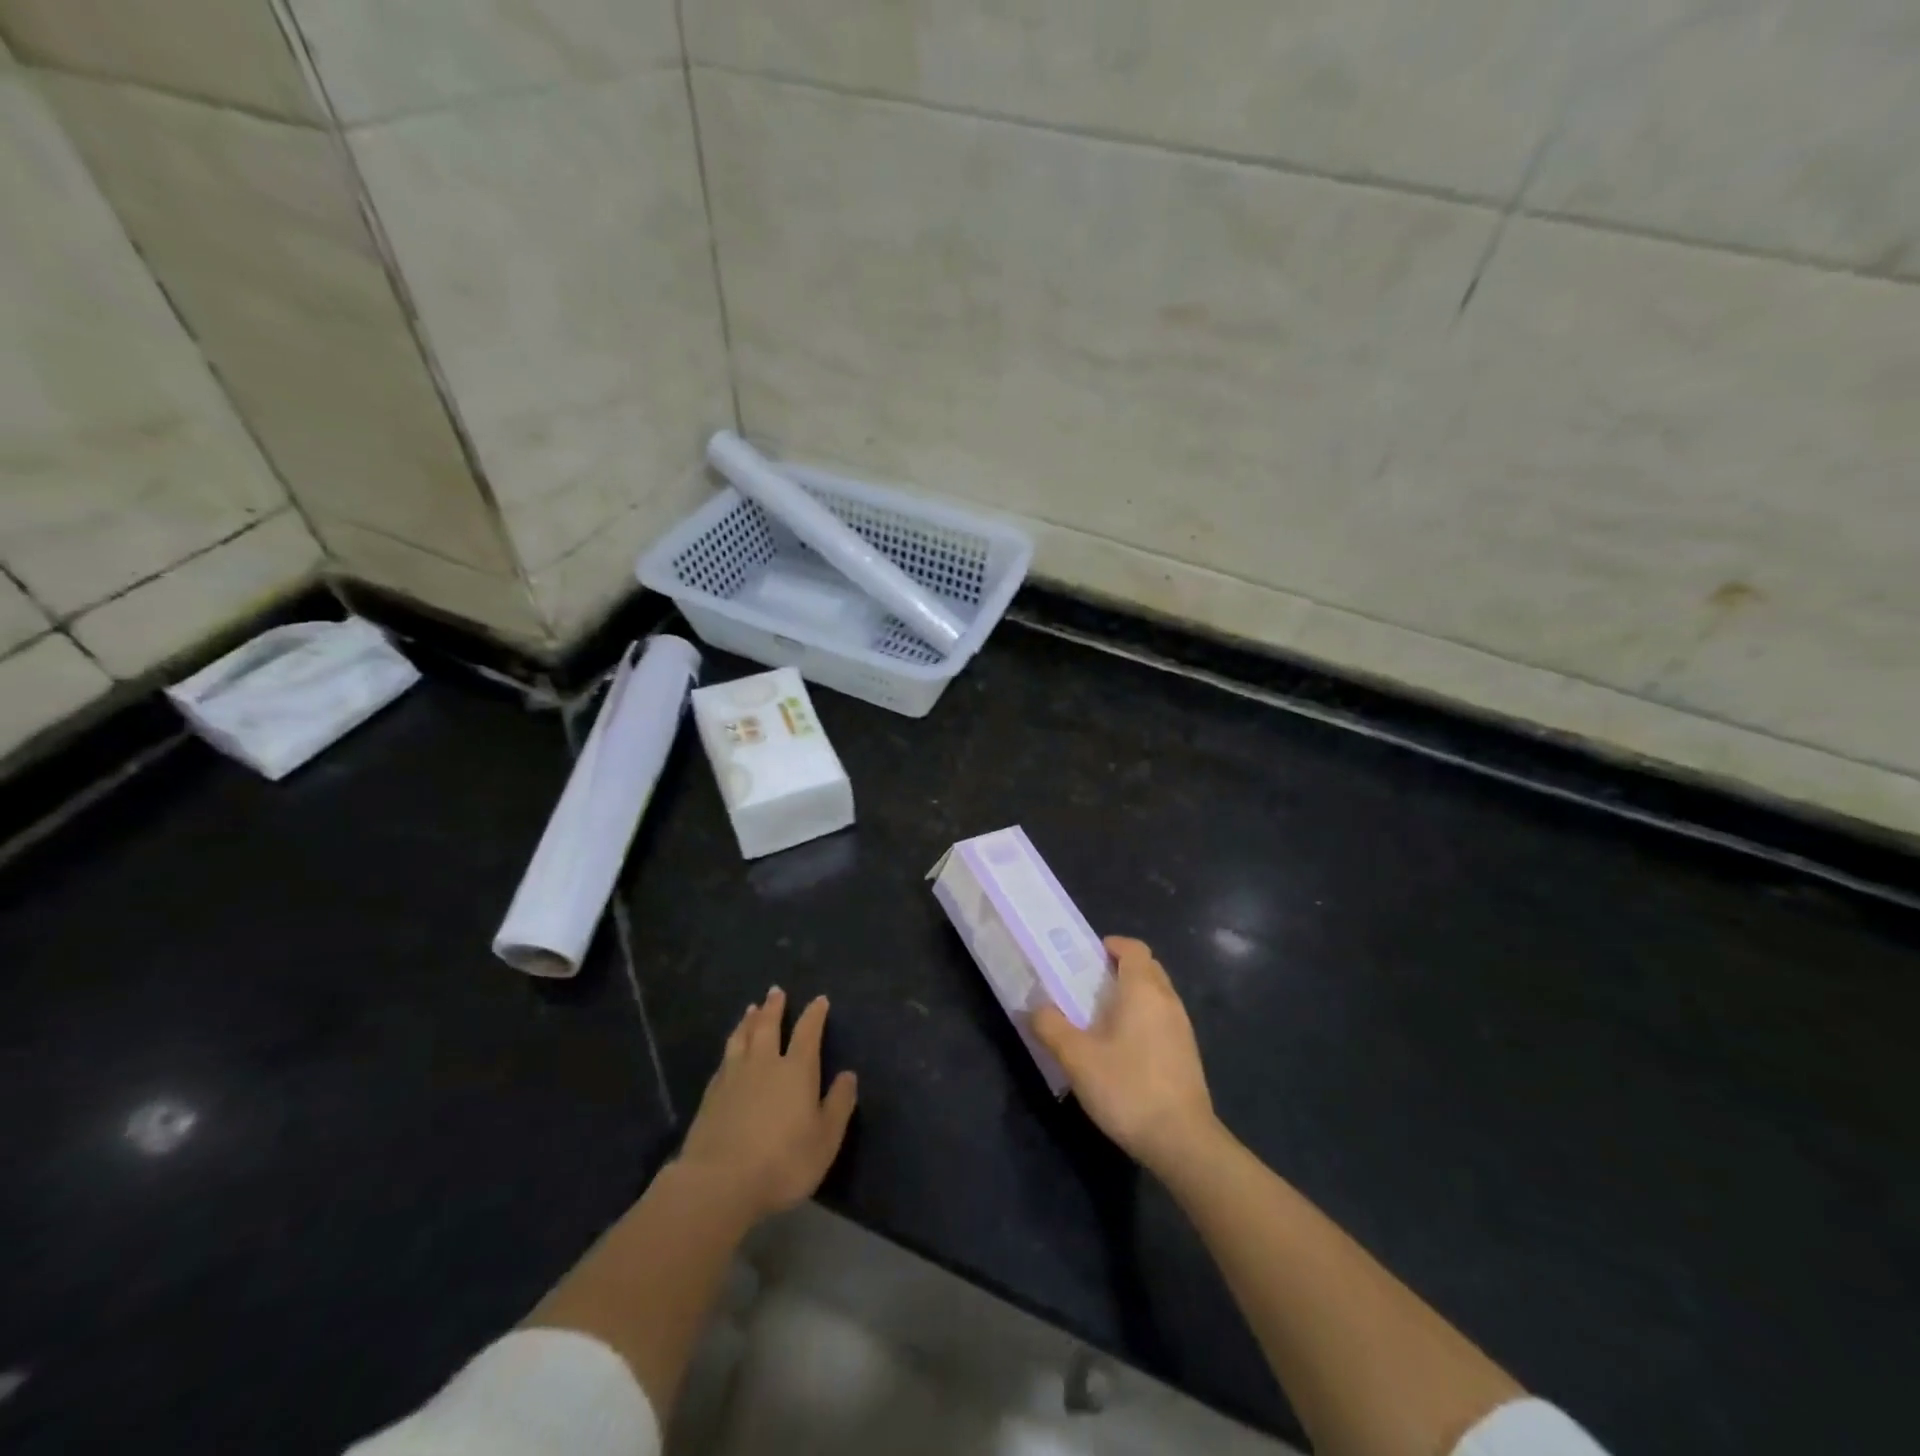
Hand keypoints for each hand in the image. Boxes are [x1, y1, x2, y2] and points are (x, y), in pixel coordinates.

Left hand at [677, 987, 857, 1222]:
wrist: (719, 1183)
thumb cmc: (782, 1162)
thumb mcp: (825, 1139)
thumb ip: (838, 1105)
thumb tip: (848, 1075)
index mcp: (796, 1070)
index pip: (808, 1032)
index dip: (814, 1015)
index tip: (819, 1000)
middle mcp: (764, 1064)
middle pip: (768, 1026)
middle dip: (774, 1007)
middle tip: (775, 990)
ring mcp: (734, 1077)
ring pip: (742, 1038)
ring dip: (748, 1021)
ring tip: (751, 1008)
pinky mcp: (710, 1095)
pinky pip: (724, 1059)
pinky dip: (730, 1046)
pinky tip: (729, 1050)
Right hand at [1032, 937, 1216, 1176]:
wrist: (1182, 1141)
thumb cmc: (1127, 1087)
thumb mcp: (1077, 1058)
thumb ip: (1051, 1026)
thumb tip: (1034, 1008)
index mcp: (1143, 989)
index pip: (1133, 948)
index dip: (1111, 945)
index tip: (1088, 957)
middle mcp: (1168, 1000)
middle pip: (1147, 968)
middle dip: (1120, 968)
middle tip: (1088, 984)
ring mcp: (1182, 1028)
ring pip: (1156, 995)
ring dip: (1132, 995)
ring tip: (1100, 1016)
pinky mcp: (1187, 1054)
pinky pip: (1162, 1019)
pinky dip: (1143, 1018)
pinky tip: (1122, 1048)